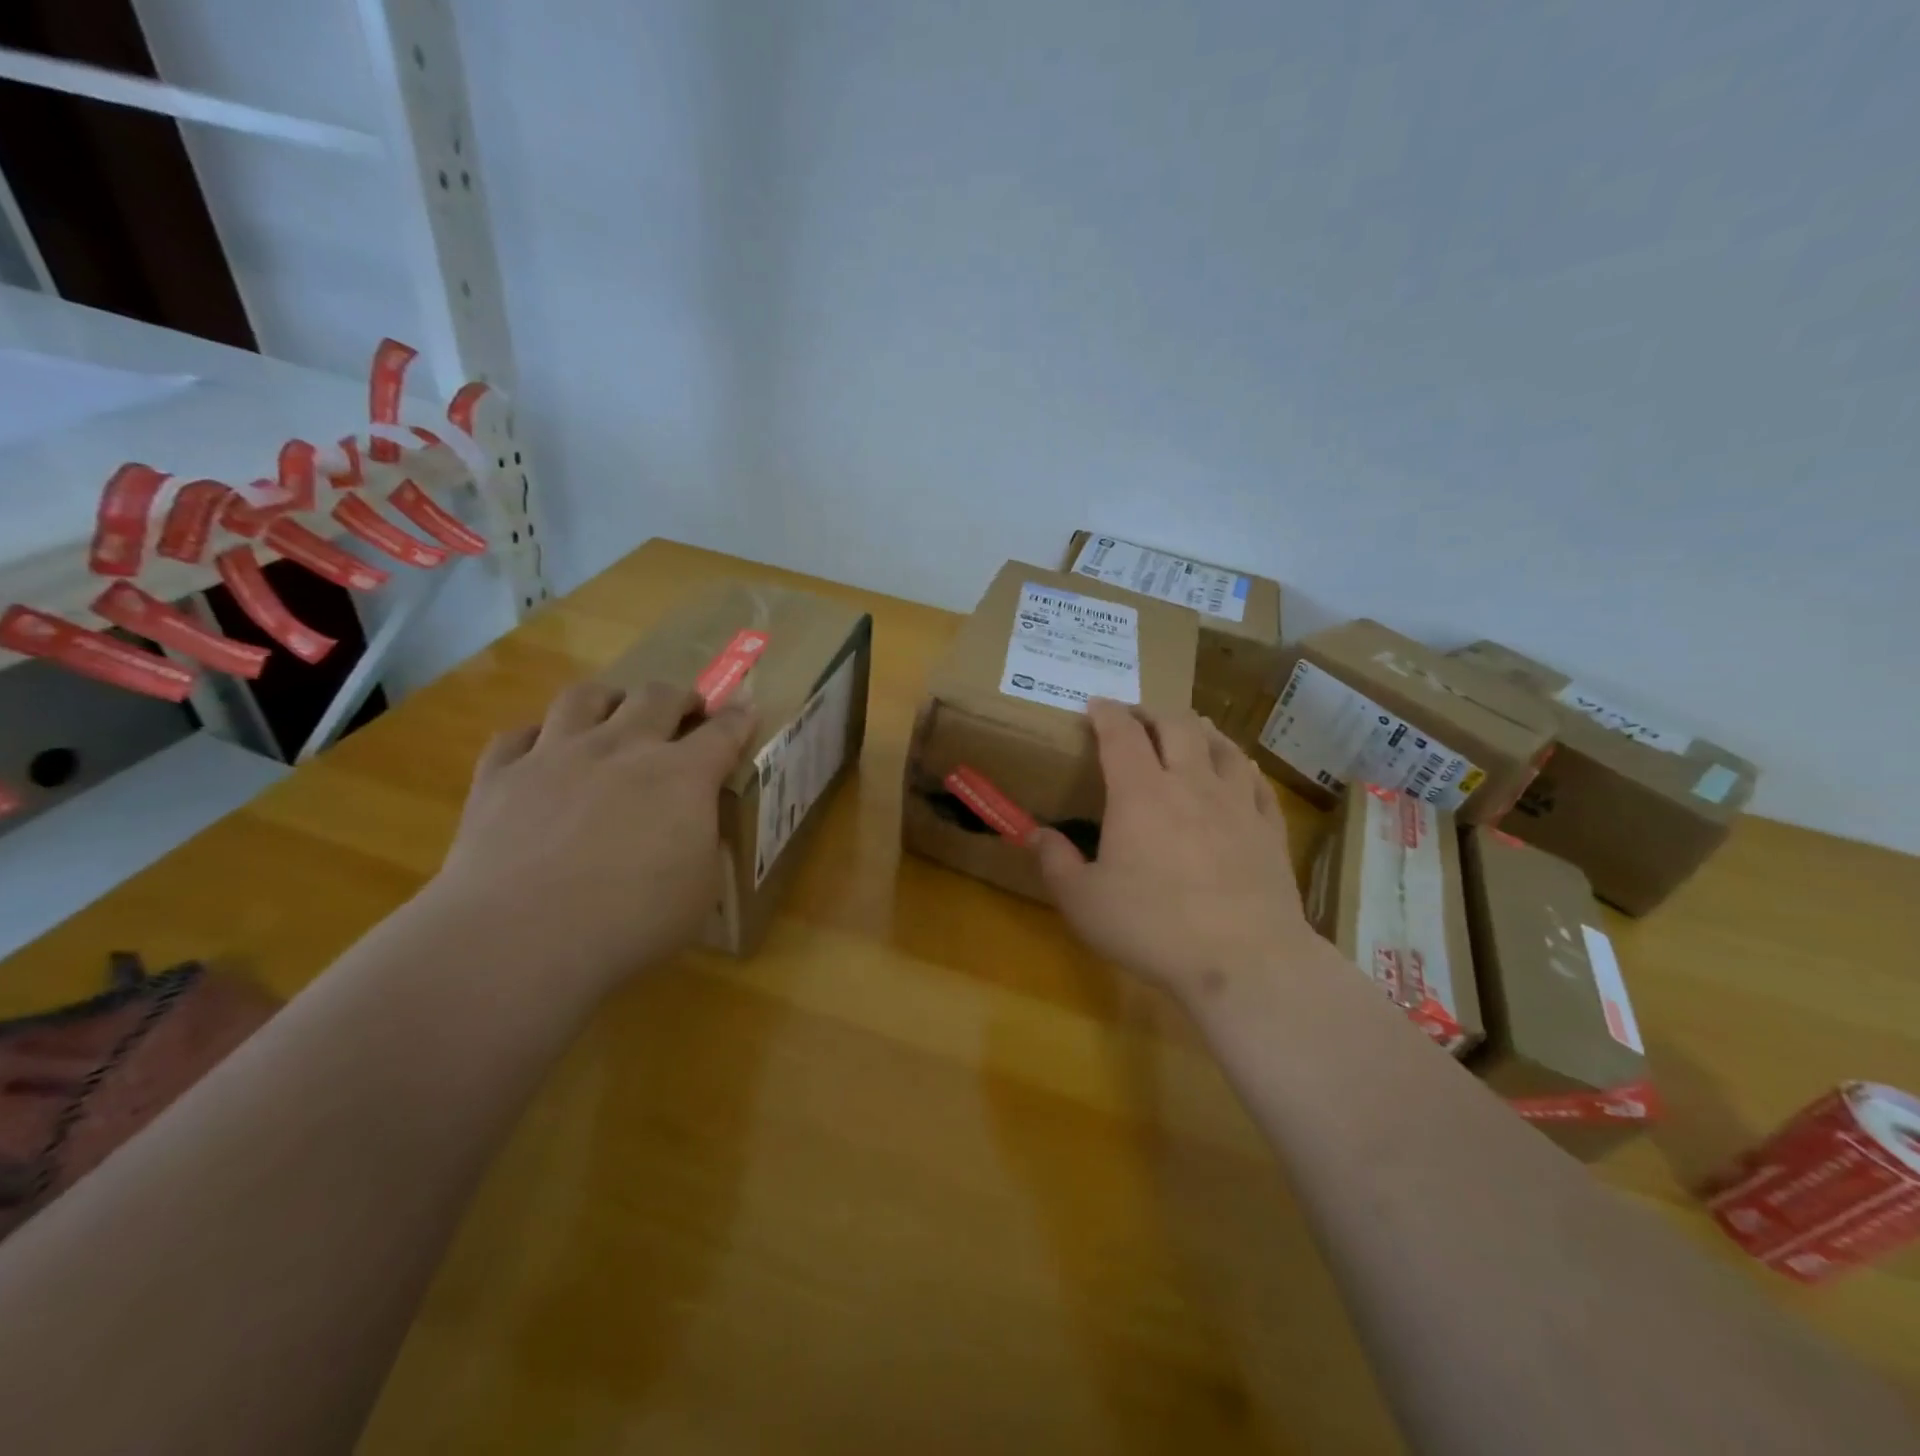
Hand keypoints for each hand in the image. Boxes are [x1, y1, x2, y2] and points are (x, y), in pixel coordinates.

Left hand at [429, 680, 756, 989]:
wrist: (521, 939)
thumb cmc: (632, 922)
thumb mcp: (701, 889)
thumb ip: (703, 844)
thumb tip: (693, 829)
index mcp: (682, 776)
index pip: (723, 732)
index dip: (738, 719)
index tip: (746, 711)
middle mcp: (621, 748)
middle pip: (657, 697)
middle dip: (679, 698)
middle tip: (685, 712)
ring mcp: (555, 755)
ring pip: (584, 696)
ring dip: (608, 700)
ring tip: (614, 714)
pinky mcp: (499, 776)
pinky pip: (515, 736)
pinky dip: (534, 738)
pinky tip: (540, 752)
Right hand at [1033, 699, 1308, 1004]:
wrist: (1244, 960)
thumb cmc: (1153, 928)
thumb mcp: (1083, 902)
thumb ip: (1055, 862)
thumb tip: (1035, 834)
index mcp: (1139, 793)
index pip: (1121, 733)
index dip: (1107, 712)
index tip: (1097, 704)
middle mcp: (1190, 783)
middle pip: (1176, 725)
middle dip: (1152, 712)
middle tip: (1138, 718)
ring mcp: (1236, 803)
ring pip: (1221, 744)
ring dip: (1200, 729)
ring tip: (1189, 729)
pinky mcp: (1269, 829)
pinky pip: (1256, 781)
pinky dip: (1240, 765)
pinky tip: (1237, 770)